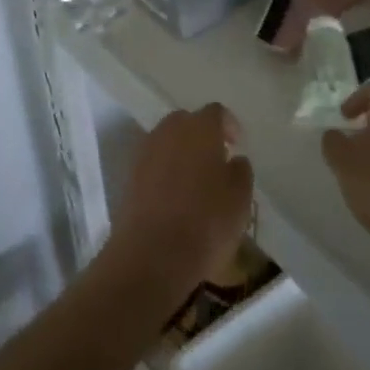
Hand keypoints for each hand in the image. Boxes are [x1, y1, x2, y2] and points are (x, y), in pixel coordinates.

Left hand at [110, 105, 254, 301]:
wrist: (151, 257)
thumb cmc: (205, 223)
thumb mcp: (240, 199)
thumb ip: (240, 171)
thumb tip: (233, 160)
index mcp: (200, 128)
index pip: (216, 112)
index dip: (228, 126)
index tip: (236, 145)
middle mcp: (169, 131)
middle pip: (187, 122)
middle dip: (201, 135)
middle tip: (215, 160)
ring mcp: (145, 152)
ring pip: (167, 141)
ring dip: (181, 153)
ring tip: (195, 181)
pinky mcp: (129, 177)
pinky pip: (153, 164)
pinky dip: (164, 172)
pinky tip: (174, 198)